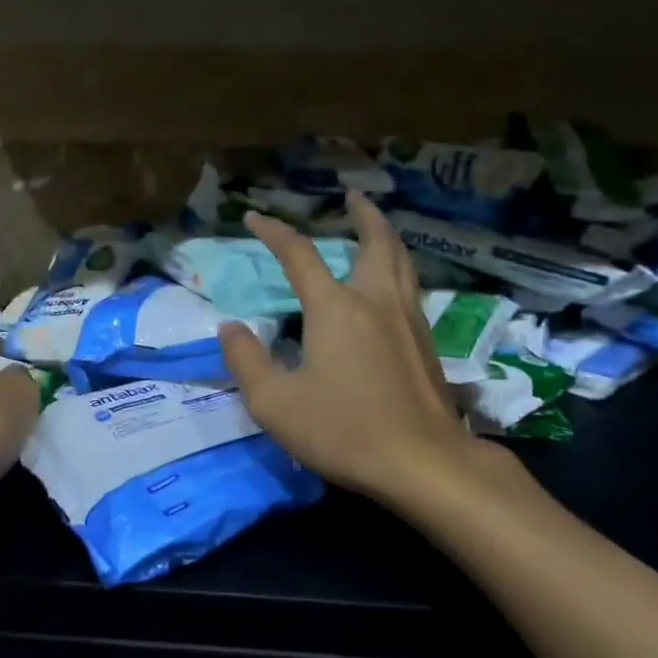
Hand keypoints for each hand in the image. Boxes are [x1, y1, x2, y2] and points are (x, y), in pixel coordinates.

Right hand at [220, 192, 482, 504]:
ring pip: (401, 260)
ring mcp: (408, 319)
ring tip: (376, 227)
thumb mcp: (274, 402)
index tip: (253, 217)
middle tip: (352, 196)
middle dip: (362, 213)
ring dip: (386, 236)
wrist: (423, 462)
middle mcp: (375, 300)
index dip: (273, 231)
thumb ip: (247, 360)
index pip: (299, 254)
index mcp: (335, 307)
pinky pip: (411, 286)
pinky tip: (391, 285)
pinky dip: (398, 267)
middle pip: (375, 241)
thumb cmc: (344, 429)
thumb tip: (230, 328)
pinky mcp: (427, 343)